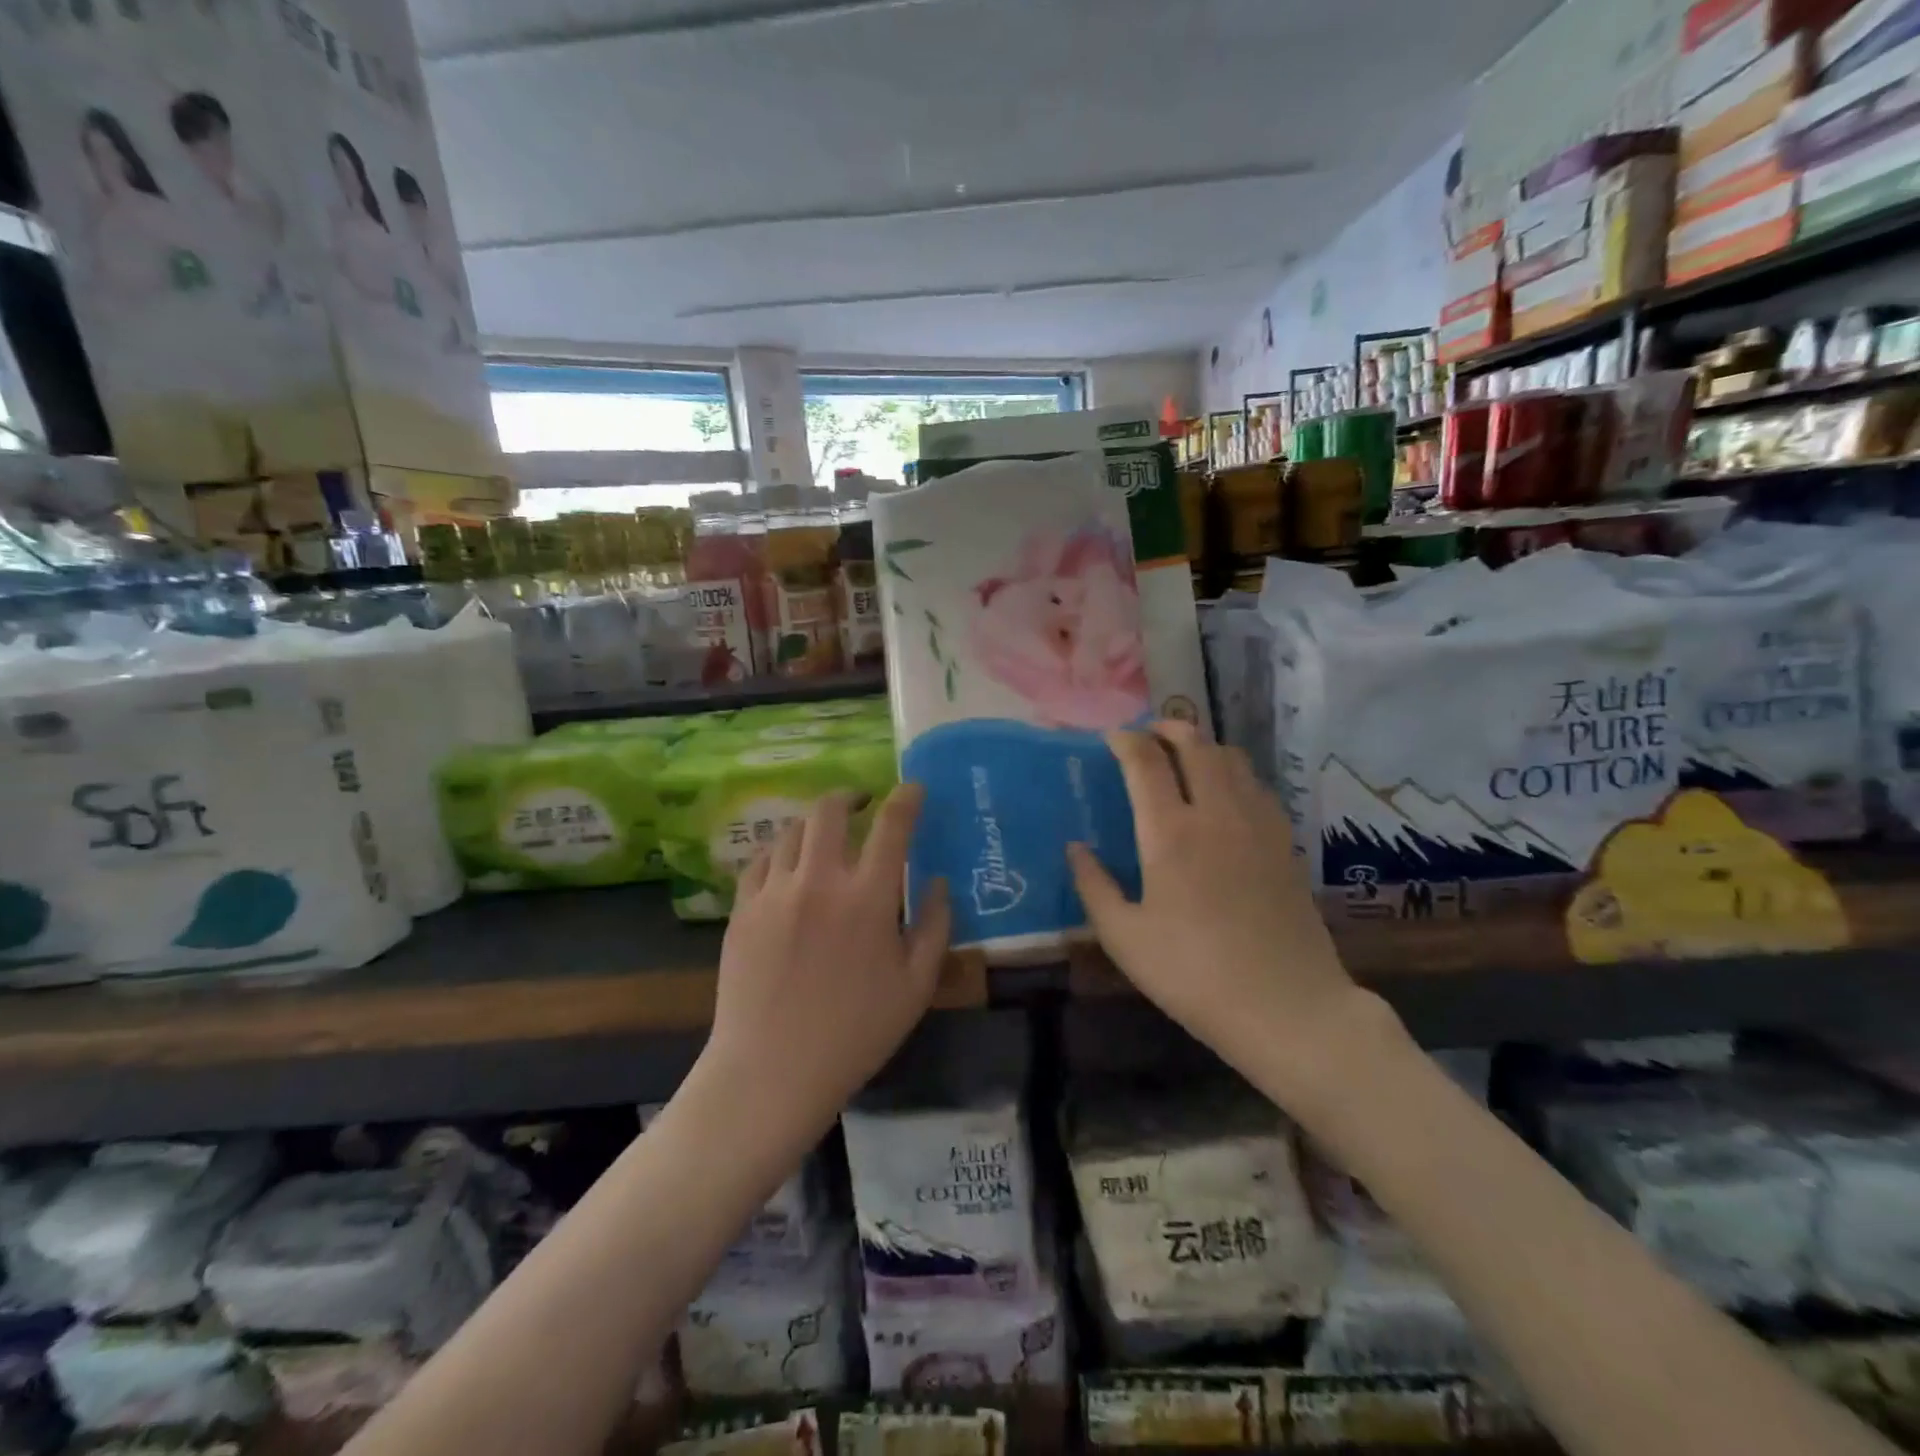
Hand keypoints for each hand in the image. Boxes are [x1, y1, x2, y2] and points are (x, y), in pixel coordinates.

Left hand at [705, 785, 950, 1130]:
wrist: (772, 1071)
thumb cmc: (855, 1033)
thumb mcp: (916, 986)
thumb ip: (935, 926)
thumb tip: (938, 882)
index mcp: (868, 897)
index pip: (892, 826)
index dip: (906, 799)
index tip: (913, 790)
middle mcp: (819, 881)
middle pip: (829, 811)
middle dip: (850, 796)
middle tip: (862, 804)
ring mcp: (774, 892)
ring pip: (791, 831)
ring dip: (814, 824)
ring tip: (825, 836)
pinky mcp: (742, 910)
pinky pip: (760, 860)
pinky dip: (780, 851)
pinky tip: (788, 865)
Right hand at [1067, 722, 1378, 1083]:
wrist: (1288, 1007)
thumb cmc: (1194, 975)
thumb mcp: (1125, 938)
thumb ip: (1094, 886)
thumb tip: (1075, 848)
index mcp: (1171, 832)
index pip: (1145, 761)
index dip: (1125, 740)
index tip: (1111, 739)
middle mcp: (1217, 813)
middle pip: (1195, 743)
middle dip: (1167, 727)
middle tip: (1147, 735)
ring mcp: (1258, 824)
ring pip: (1232, 758)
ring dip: (1203, 745)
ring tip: (1184, 757)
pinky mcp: (1285, 842)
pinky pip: (1257, 785)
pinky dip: (1233, 773)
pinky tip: (1225, 796)